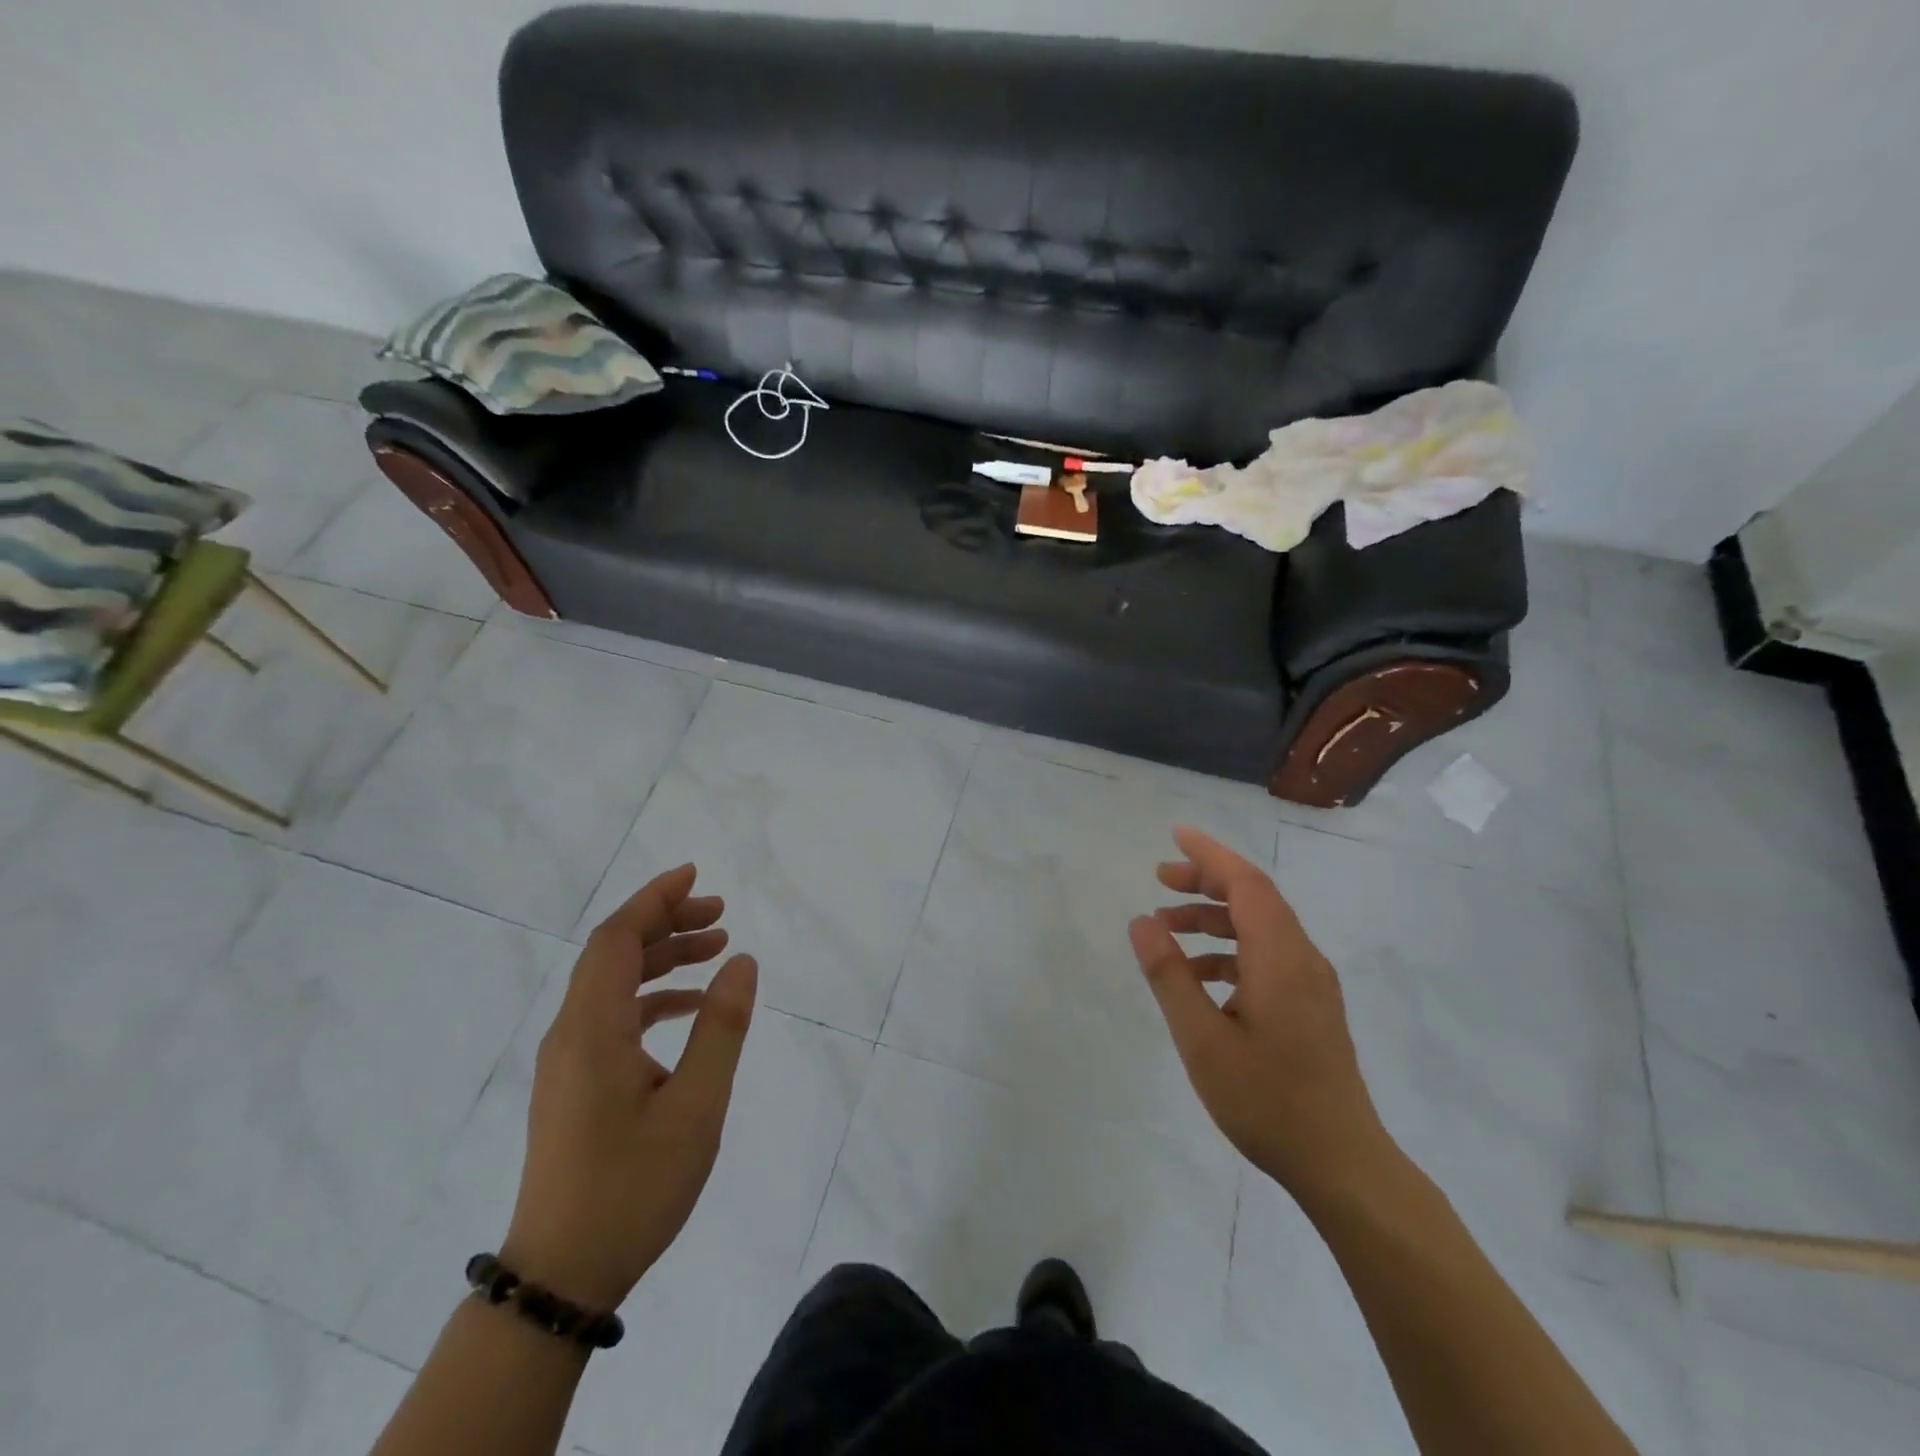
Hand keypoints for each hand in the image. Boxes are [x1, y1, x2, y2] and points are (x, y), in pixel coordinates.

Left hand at [501, 864, 757, 1310]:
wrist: (562, 1274)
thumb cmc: (633, 1187)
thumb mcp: (696, 1106)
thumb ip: (721, 1027)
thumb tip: (743, 961)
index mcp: (591, 1030)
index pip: (616, 938)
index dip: (654, 899)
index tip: (695, 875)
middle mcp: (571, 1033)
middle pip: (613, 953)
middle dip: (666, 922)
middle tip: (720, 914)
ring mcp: (568, 1060)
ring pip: (613, 983)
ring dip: (662, 958)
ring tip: (716, 950)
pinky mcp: (575, 1082)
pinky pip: (613, 1015)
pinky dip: (653, 996)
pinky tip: (691, 1008)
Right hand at [1129, 827, 1395, 1199]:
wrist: (1341, 1163)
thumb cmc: (1266, 1100)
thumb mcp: (1201, 1039)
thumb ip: (1170, 976)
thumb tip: (1142, 923)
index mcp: (1280, 957)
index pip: (1245, 883)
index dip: (1210, 854)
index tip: (1175, 836)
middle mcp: (1302, 958)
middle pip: (1255, 898)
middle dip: (1206, 881)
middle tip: (1160, 878)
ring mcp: (1311, 983)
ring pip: (1261, 927)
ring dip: (1215, 917)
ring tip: (1168, 927)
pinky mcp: (1311, 1006)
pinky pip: (1268, 955)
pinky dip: (1230, 950)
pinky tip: (1199, 976)